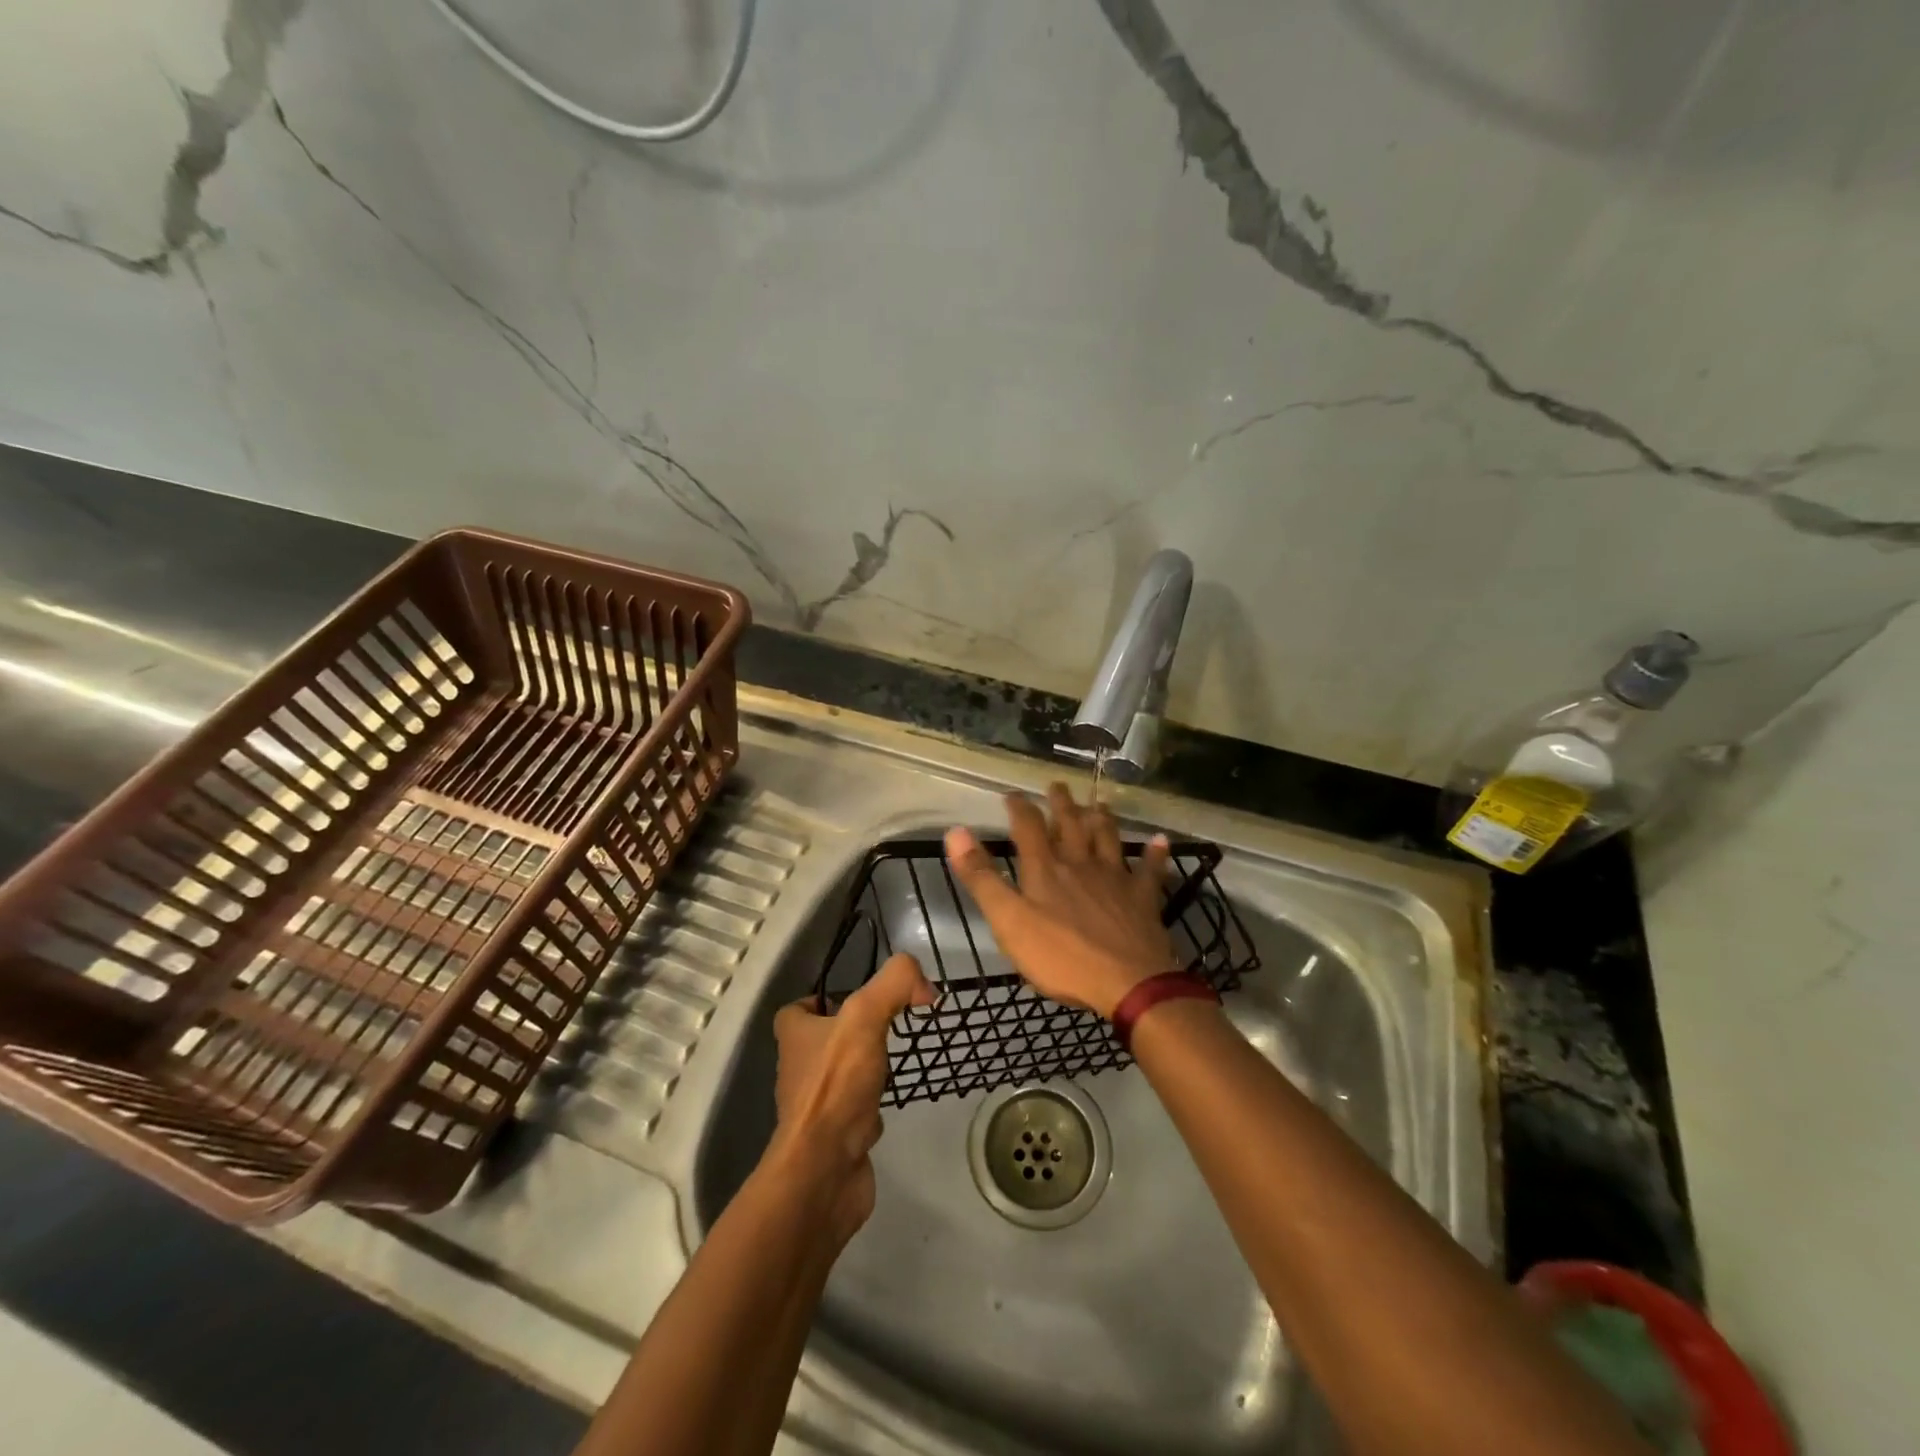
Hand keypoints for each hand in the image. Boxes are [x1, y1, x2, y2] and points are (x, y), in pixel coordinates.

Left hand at [767, 952, 934, 1242]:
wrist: (824, 1171)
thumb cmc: (836, 1086)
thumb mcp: (865, 1017)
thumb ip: (894, 985)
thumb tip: (924, 985)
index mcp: (795, 1036)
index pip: (798, 1008)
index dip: (823, 999)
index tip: (860, 998)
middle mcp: (799, 1068)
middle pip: (824, 1040)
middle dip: (853, 1033)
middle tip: (890, 1025)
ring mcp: (815, 1106)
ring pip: (841, 1076)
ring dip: (865, 1069)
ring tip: (896, 1059)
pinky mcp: (834, 1138)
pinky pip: (854, 1111)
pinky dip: (872, 1106)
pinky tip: (893, 1102)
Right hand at [944, 783, 1175, 1018]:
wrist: (1127, 982)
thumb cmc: (1060, 956)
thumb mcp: (1008, 920)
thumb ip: (982, 877)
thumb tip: (955, 832)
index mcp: (1045, 869)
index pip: (1028, 827)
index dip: (1019, 808)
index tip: (1012, 795)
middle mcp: (1080, 863)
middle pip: (1070, 825)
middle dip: (1061, 804)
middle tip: (1058, 786)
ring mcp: (1115, 878)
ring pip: (1108, 838)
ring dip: (1102, 818)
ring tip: (1099, 803)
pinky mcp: (1143, 898)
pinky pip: (1151, 870)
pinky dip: (1155, 854)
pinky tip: (1160, 841)